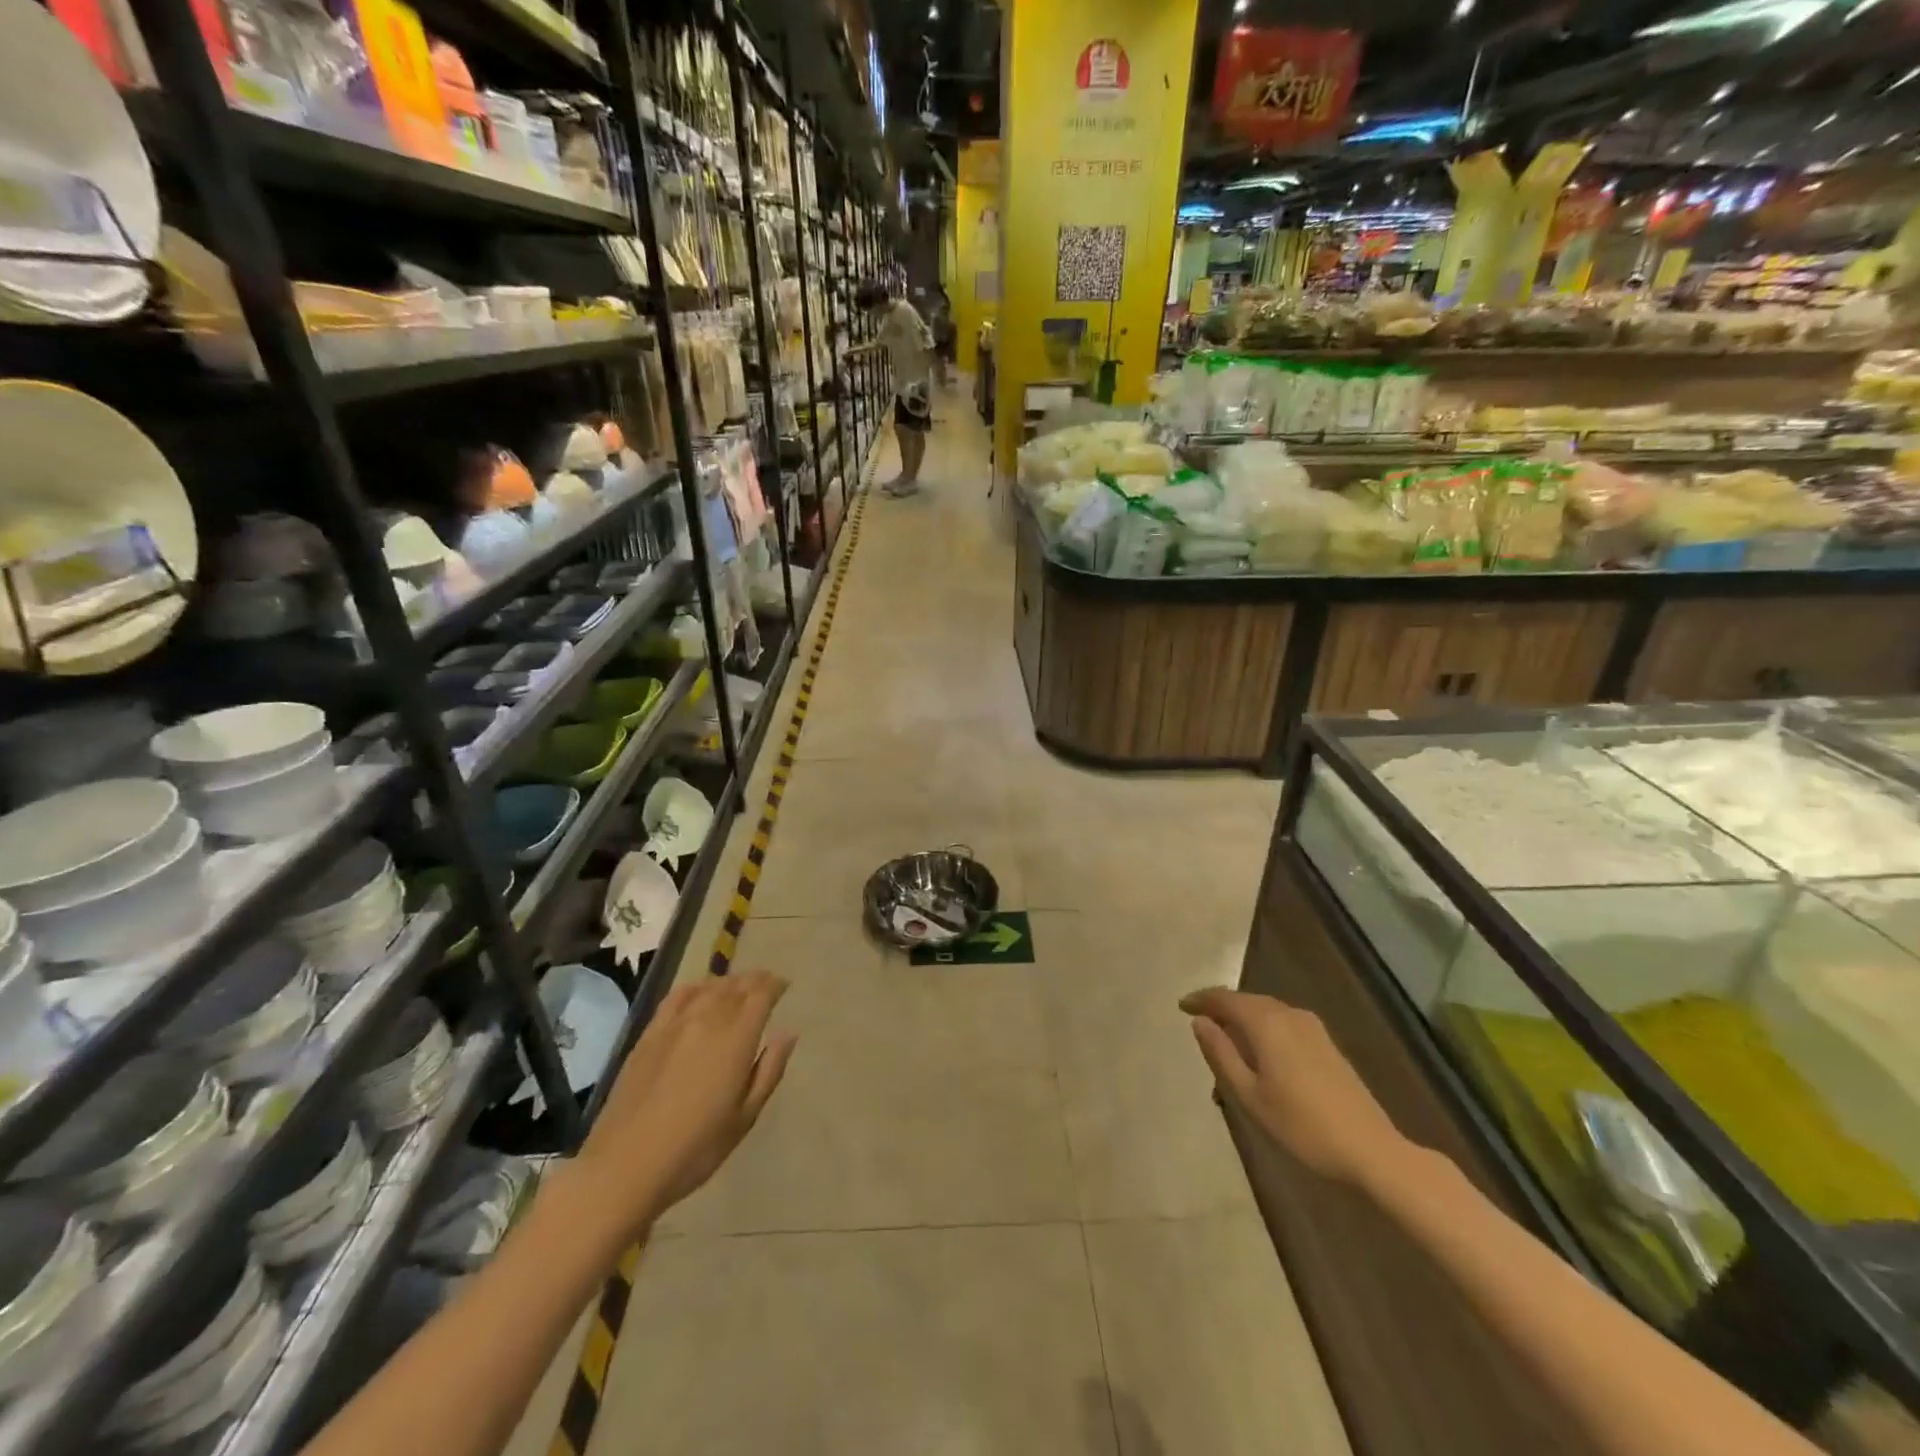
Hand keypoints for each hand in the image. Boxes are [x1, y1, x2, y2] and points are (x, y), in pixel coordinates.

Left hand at [567, 972, 797, 1241]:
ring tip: (738, 987)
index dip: (775, 985)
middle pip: (736, 985)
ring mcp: (675, 1024)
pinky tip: (699, 993)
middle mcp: (707, 1019)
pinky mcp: (649, 1034)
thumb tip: (788, 1033)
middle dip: (755, 980)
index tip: (784, 986)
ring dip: (728, 982)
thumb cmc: (696, 1147)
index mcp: (736, 1038)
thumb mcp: (745, 1117)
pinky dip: (696, 988)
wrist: (625, 1165)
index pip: (761, 995)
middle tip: (766, 984)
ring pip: (709, 987)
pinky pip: (677, 996)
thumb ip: (769, 1070)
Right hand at [1180, 987, 1406, 1187]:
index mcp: (1267, 1023)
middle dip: (1221, 1009)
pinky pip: (1283, 1023)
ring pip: (1266, 1012)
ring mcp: (1312, 1028)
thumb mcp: (1249, 1095)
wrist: (1371, 1151)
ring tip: (1224, 1041)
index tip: (1181, 1007)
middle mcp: (1289, 1015)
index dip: (1201, 1000)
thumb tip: (1199, 1022)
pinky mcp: (1326, 1044)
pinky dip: (1263, 1029)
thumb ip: (1221, 1054)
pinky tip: (1258, 1053)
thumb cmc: (1301, 1126)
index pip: (1225, 999)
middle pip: (1247, 1001)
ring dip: (1243, 1020)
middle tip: (1199, 1024)